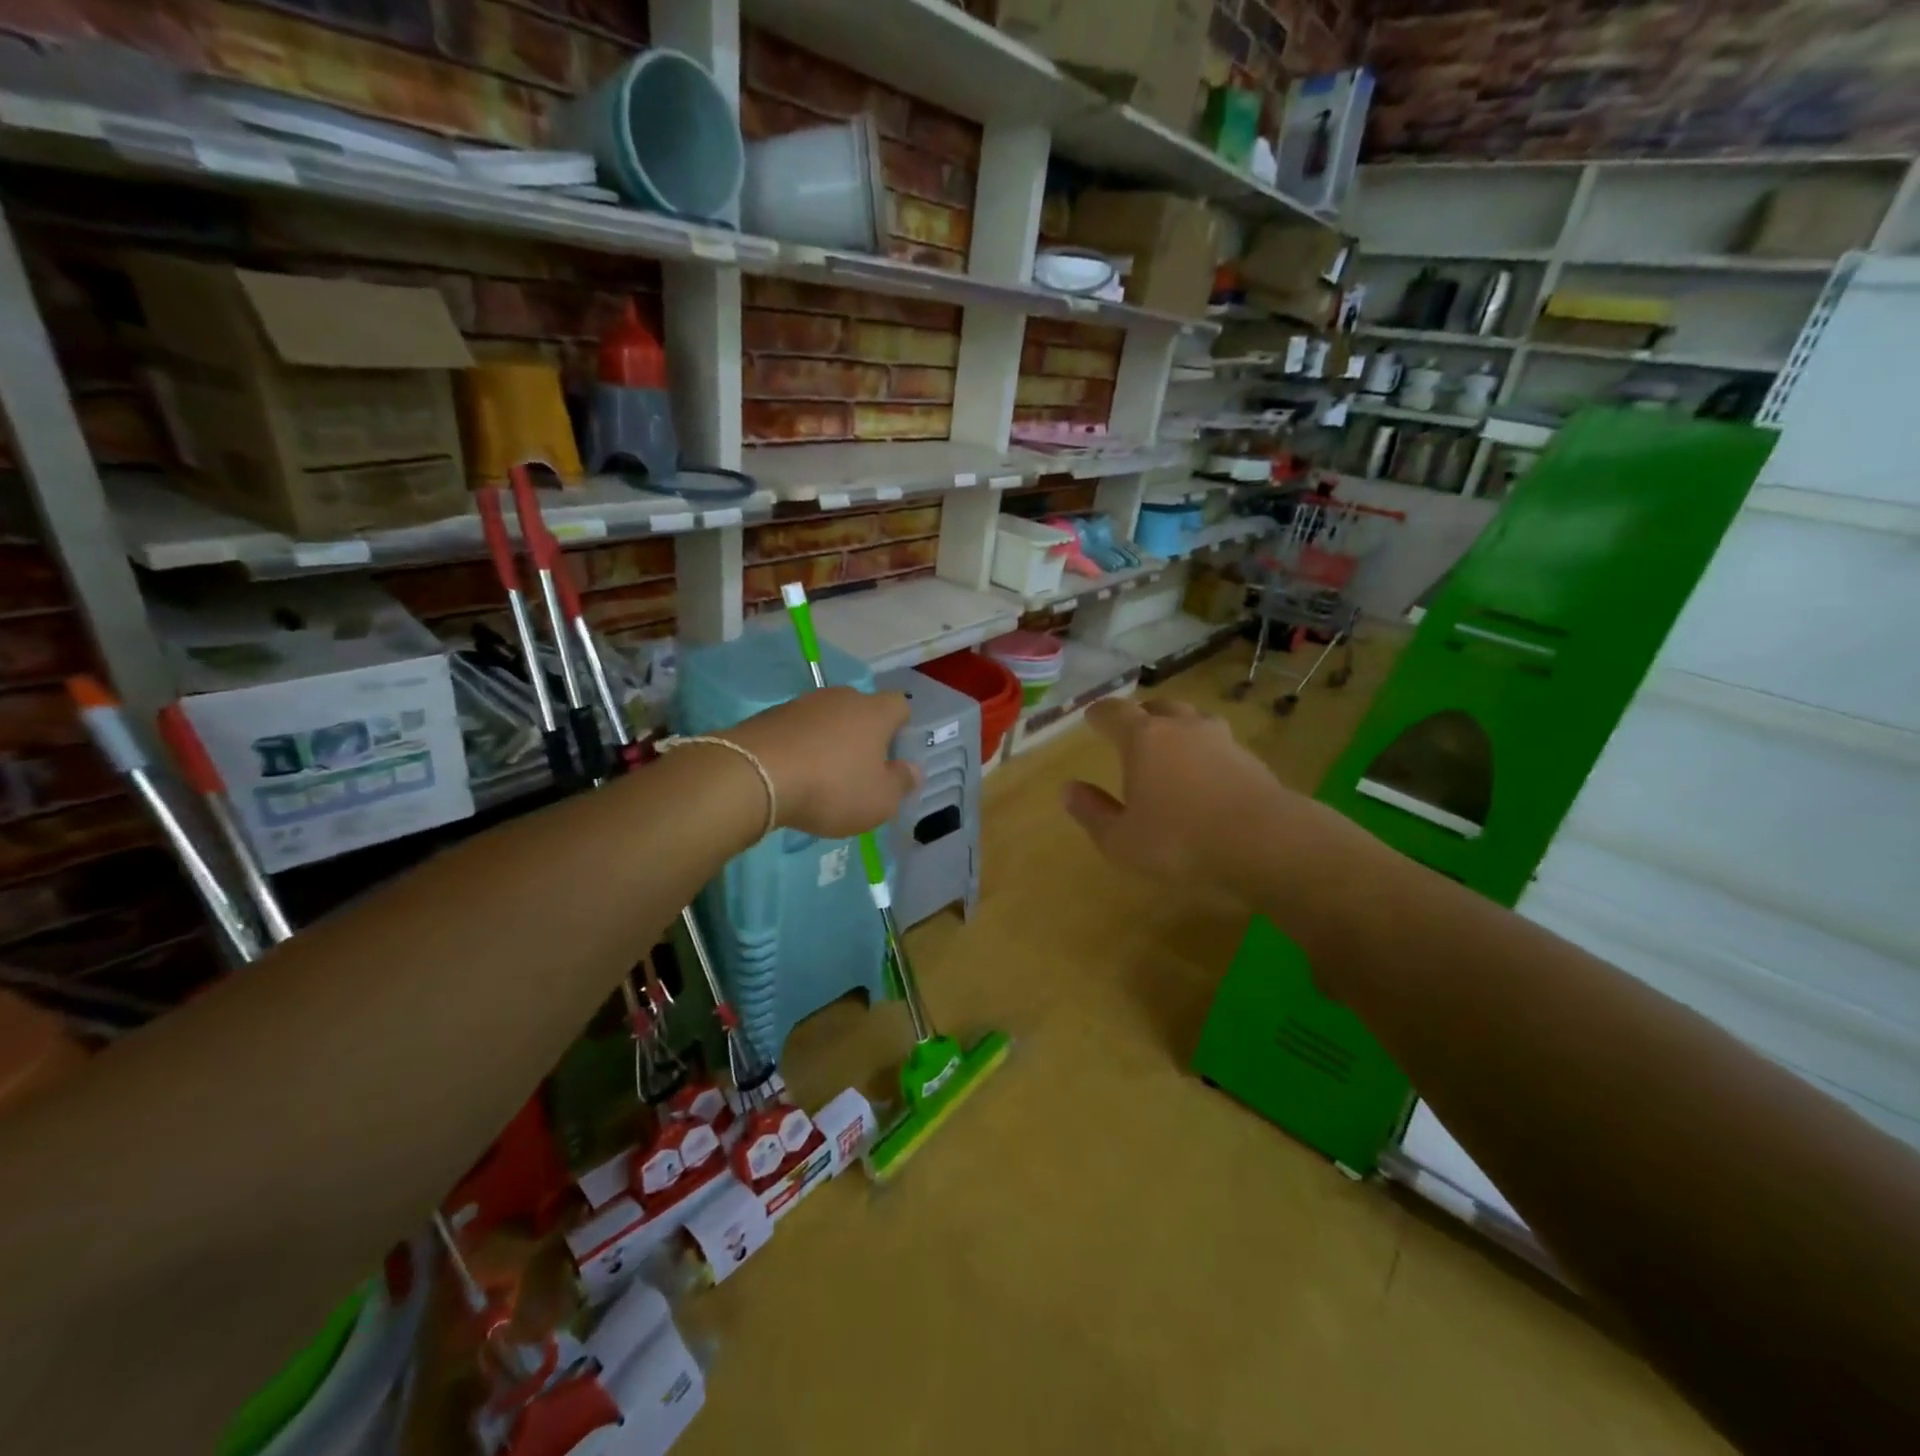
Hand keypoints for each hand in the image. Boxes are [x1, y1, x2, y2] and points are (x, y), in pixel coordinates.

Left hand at [727, 687, 917, 838]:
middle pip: (862, 710)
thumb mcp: (879, 800)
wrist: (755, 775)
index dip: (902, 728)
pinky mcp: (770, 715)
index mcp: (875, 712)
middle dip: (864, 735)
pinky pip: (798, 729)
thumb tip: (913, 769)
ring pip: (828, 718)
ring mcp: (803, 703)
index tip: (894, 756)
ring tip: (823, 776)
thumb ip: (901, 783)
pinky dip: (801, 747)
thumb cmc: (831, 788)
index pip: (900, 705)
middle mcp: (842, 697)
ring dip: (830, 741)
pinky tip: (794, 774)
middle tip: (860, 770)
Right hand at [1063, 697, 1357, 900]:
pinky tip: (1206, 775)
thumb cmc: (1180, 841)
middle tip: (1132, 730)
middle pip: (1157, 707)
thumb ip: (1092, 812)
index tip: (1092, 718)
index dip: (1100, 714)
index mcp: (1143, 739)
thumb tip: (1068, 789)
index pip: (1114, 712)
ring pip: (1193, 720)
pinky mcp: (1251, 759)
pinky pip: (1219, 745)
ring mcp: (1221, 739)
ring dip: (1178, 728)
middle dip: (1141, 715)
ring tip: (1172, 747)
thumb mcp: (1121, 840)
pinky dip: (1206, 752)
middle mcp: (1181, 727)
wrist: (1266, 842)